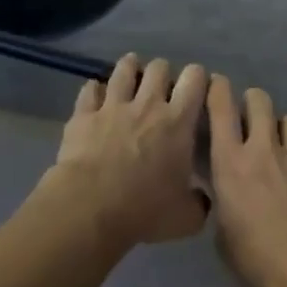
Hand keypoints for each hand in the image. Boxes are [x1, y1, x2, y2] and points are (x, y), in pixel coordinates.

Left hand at [47, 54, 209, 249]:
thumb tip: (202, 199)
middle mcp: (147, 105)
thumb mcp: (186, 218)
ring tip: (132, 72)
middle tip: (163, 87)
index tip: (198, 89)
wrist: (90, 207)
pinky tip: (96, 93)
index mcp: (178, 122)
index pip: (196, 80)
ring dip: (130, 68)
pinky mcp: (83, 115)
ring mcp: (112, 106)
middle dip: (164, 73)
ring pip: (124, 70)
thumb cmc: (144, 209)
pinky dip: (95, 89)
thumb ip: (200, 203)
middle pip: (159, 68)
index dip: (199, 78)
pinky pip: (89, 90)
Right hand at [206, 77, 286, 286]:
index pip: (221, 109)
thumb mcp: (223, 234)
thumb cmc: (256, 257)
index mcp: (230, 163)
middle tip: (248, 117)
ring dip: (282, 127)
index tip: (215, 86)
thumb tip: (227, 197)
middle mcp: (264, 150)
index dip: (217, 90)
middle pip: (260, 101)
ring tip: (280, 144)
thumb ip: (224, 204)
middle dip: (252, 102)